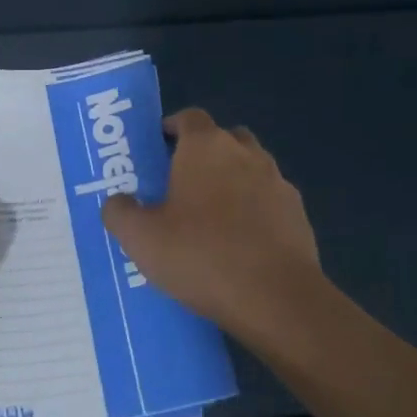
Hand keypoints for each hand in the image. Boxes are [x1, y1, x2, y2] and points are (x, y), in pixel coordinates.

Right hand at [101, 109, 328, 347]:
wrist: (276, 299)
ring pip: (250, 169)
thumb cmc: (201, 255)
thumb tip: (118, 201)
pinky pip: (269, 201)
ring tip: (210, 218)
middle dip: (204, 154)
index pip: (189, 117)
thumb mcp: (140, 238)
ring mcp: (278, 183)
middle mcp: (245, 154)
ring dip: (232, 182)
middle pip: (223, 138)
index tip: (157, 151)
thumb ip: (120, 212)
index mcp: (205, 147)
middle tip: (180, 184)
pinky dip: (254, 211)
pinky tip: (240, 244)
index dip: (171, 128)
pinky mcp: (299, 215)